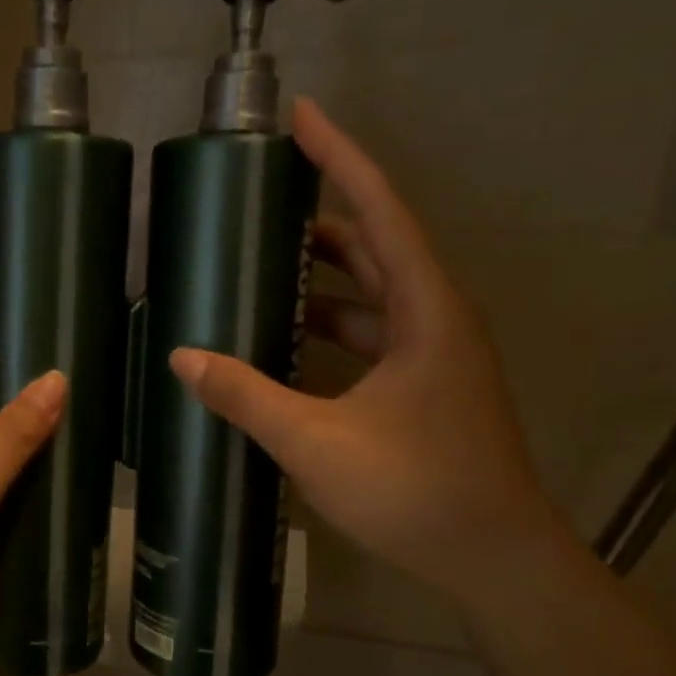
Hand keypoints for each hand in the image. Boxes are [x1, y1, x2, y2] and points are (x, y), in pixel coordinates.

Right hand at [169, 98, 559, 601]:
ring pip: (373, 294)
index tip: (301, 116)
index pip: (379, 212)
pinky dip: (329, 326)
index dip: (339, 159)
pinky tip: (286, 339)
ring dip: (324, 276)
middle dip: (322, 215)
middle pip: (376, 245)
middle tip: (262, 199)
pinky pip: (370, 335)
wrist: (493, 558)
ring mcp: (432, 356)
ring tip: (263, 264)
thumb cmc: (415, 490)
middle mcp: (435, 320)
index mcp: (426, 311)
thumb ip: (247, 395)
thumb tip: (182, 357)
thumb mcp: (316, 441)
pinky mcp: (423, 388)